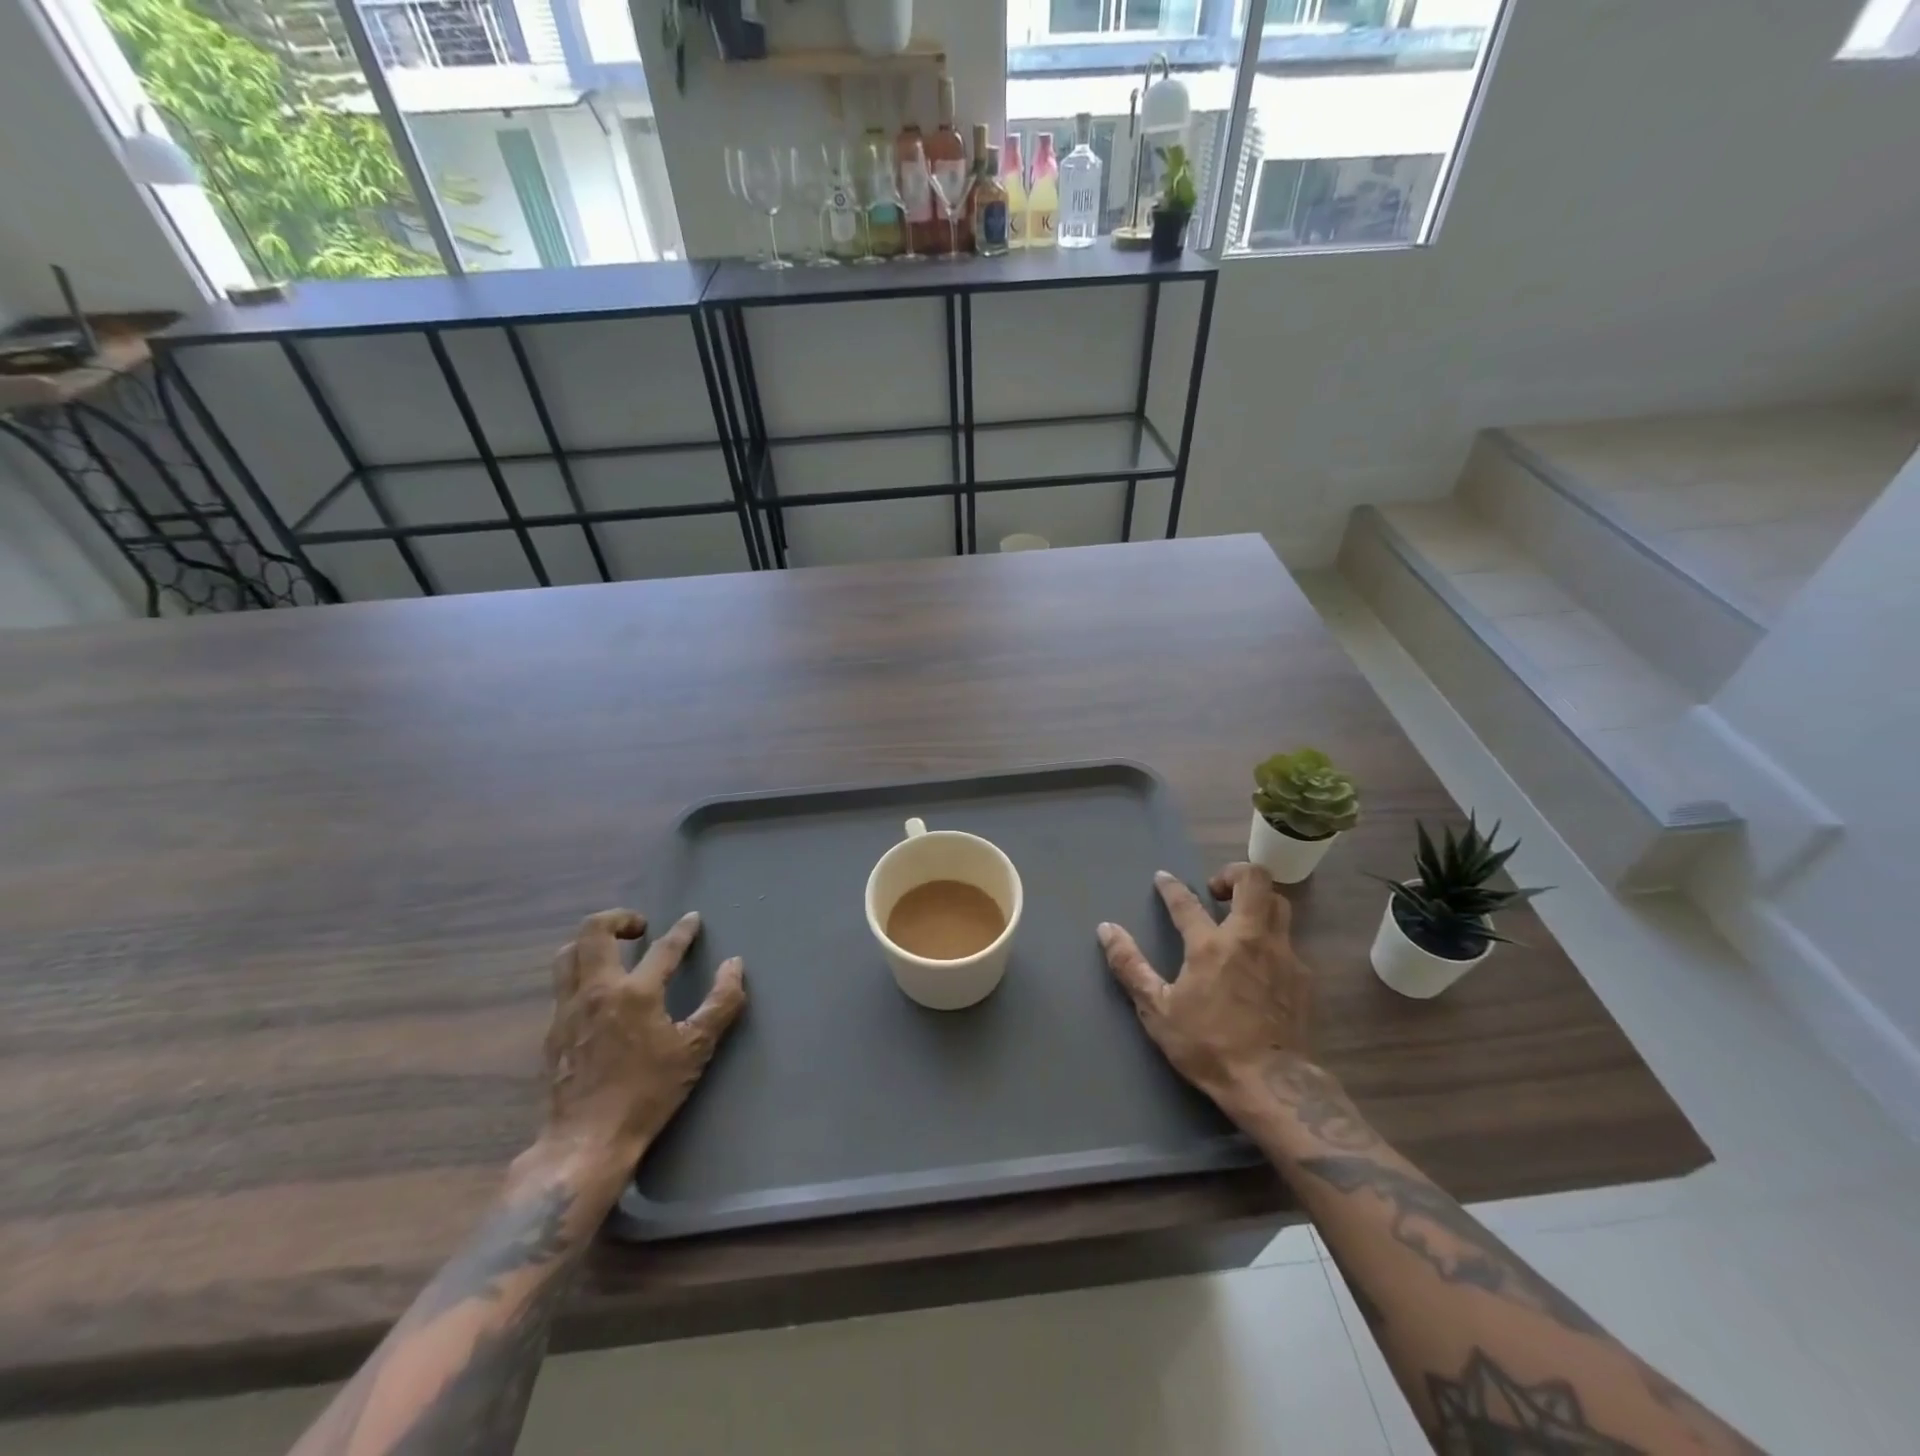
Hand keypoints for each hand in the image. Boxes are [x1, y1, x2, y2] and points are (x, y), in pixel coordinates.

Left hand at [540, 909, 745, 1164]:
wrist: (586, 1142)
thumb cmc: (647, 1093)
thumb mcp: (696, 1049)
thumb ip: (721, 1003)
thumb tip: (734, 965)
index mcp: (634, 992)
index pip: (663, 948)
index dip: (682, 930)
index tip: (692, 919)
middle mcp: (595, 991)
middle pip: (593, 931)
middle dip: (618, 918)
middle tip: (640, 927)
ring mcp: (567, 1010)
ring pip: (567, 954)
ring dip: (591, 943)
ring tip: (614, 951)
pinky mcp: (552, 1032)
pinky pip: (562, 986)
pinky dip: (580, 974)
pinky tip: (597, 995)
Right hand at [1097, 864, 1310, 1112]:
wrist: (1272, 1085)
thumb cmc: (1207, 1046)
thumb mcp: (1157, 1010)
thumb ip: (1130, 966)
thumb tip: (1106, 929)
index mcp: (1211, 945)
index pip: (1187, 901)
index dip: (1171, 886)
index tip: (1163, 878)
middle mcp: (1250, 938)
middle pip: (1255, 880)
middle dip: (1234, 873)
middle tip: (1216, 890)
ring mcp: (1282, 955)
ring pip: (1279, 905)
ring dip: (1258, 901)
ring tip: (1239, 917)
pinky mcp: (1303, 977)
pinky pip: (1288, 940)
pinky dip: (1271, 938)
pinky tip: (1259, 962)